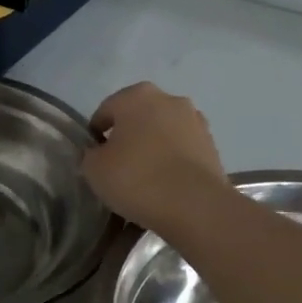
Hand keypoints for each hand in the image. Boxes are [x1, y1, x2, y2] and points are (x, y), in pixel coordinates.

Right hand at [82, 82, 228, 232]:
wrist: (195, 206)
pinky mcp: (212, 146)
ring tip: (143, 182)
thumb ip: (89, 155)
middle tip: (117, 170)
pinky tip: (164, 187)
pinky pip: (181, 151)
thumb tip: (98, 153)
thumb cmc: (137, 179)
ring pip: (162, 134)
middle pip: (137, 119)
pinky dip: (171, 163)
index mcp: (137, 96)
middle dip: (126, 140)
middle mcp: (169, 99)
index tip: (94, 161)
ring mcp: (195, 121)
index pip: (105, 112)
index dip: (95, 136)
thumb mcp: (94, 170)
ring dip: (151, 150)